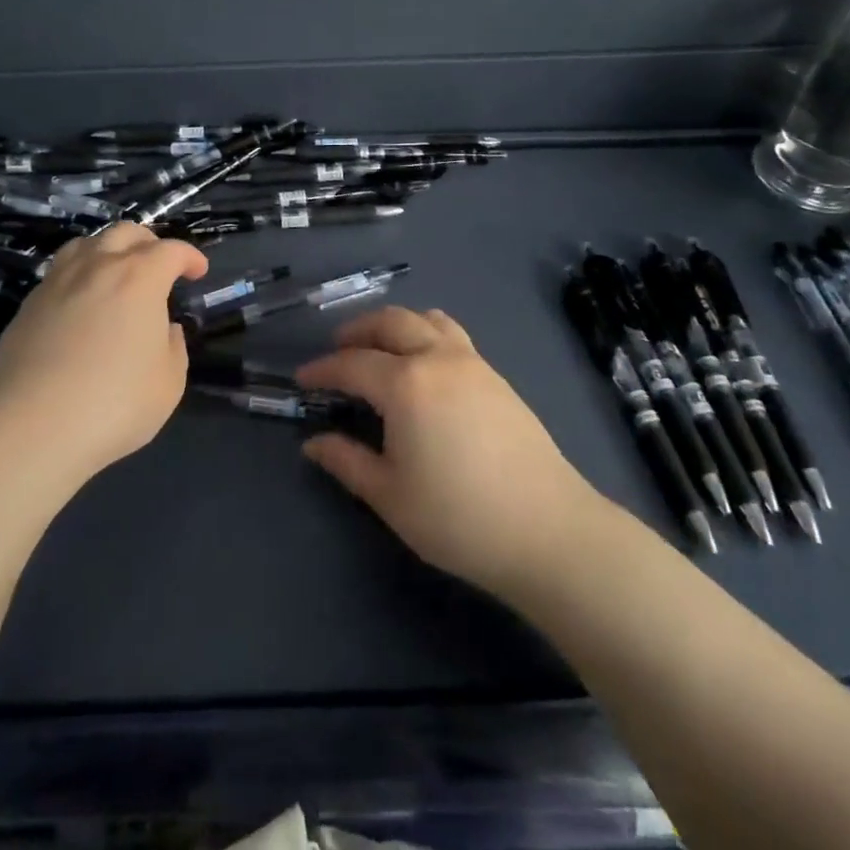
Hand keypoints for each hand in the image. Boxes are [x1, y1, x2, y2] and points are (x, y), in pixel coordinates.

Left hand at [0, 223, 207, 491]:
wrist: (31, 427)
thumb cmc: (114, 404)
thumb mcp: (168, 383)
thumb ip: (173, 347)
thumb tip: (163, 329)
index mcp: (140, 278)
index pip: (171, 250)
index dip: (190, 257)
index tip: (198, 272)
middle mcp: (98, 267)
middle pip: (125, 233)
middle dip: (149, 242)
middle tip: (159, 266)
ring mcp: (57, 282)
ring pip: (86, 244)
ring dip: (109, 250)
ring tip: (115, 273)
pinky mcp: (27, 305)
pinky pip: (59, 272)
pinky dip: (79, 274)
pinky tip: (81, 302)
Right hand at [297, 306, 599, 599]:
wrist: (547, 529)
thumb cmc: (458, 517)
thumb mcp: (390, 496)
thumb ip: (347, 462)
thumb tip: (313, 443)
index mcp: (405, 383)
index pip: (352, 363)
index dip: (323, 369)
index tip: (303, 379)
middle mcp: (437, 358)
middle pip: (391, 323)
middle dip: (358, 330)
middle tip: (338, 349)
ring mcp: (472, 362)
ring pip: (426, 320)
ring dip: (396, 324)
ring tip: (380, 347)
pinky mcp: (496, 376)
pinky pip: (452, 335)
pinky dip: (426, 333)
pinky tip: (423, 366)